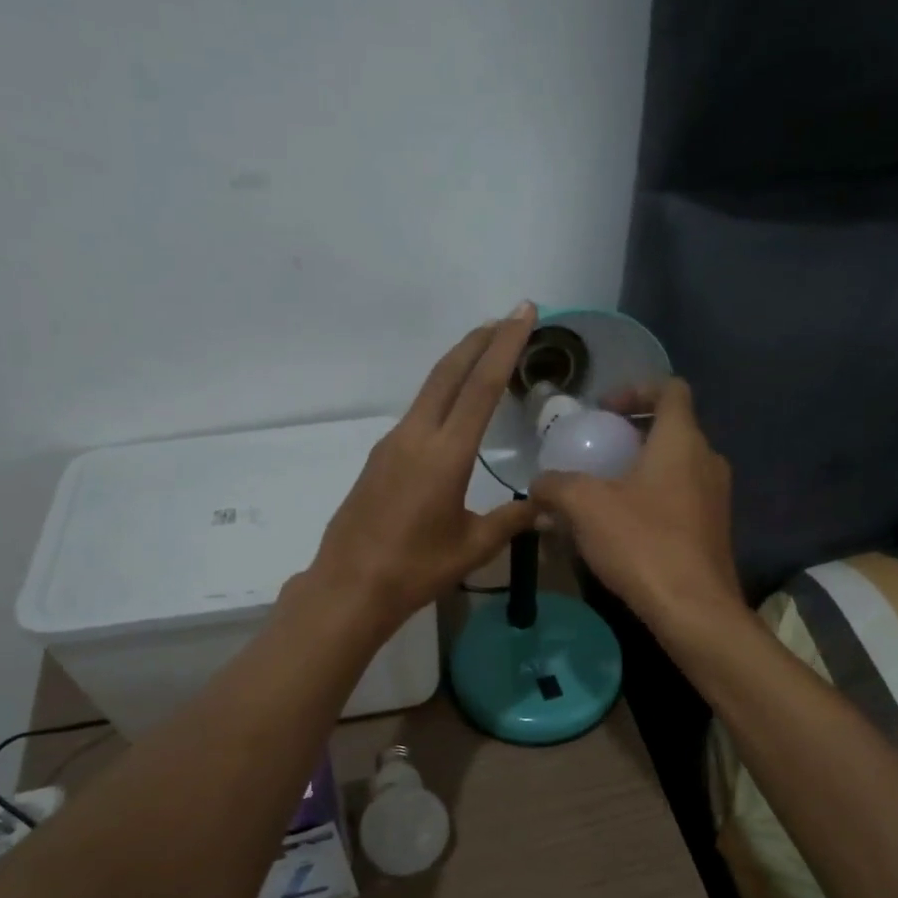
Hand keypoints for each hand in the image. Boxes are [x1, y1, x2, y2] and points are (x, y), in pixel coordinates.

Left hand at [300, 305, 539, 634]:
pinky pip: (417, 411)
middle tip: (507, 317)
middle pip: (449, 372)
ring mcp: (392, 444)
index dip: (505, 346)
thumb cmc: (416, 568)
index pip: (481, 386)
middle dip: (480, 340)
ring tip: (486, 352)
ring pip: (430, 389)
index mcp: (445, 454)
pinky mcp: (379, 457)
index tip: (523, 312)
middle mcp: (416, 436)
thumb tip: (547, 509)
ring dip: (459, 364)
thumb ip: (512, 521)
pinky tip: (454, 406)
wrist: (350, 585)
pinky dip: (442, 393)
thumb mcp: (473, 547)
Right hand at [530, 378, 739, 628]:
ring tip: (604, 491)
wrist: (694, 609)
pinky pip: (681, 497)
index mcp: (682, 440)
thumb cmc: (642, 543)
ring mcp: (716, 498)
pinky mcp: (713, 530)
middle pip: (672, 428)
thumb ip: (556, 486)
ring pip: (676, 466)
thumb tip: (539, 485)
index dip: (636, 388)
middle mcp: (707, 460)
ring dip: (641, 469)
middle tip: (597, 450)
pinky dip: (653, 498)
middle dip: (632, 433)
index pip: (671, 389)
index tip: (604, 410)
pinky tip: (622, 527)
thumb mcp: (585, 507)